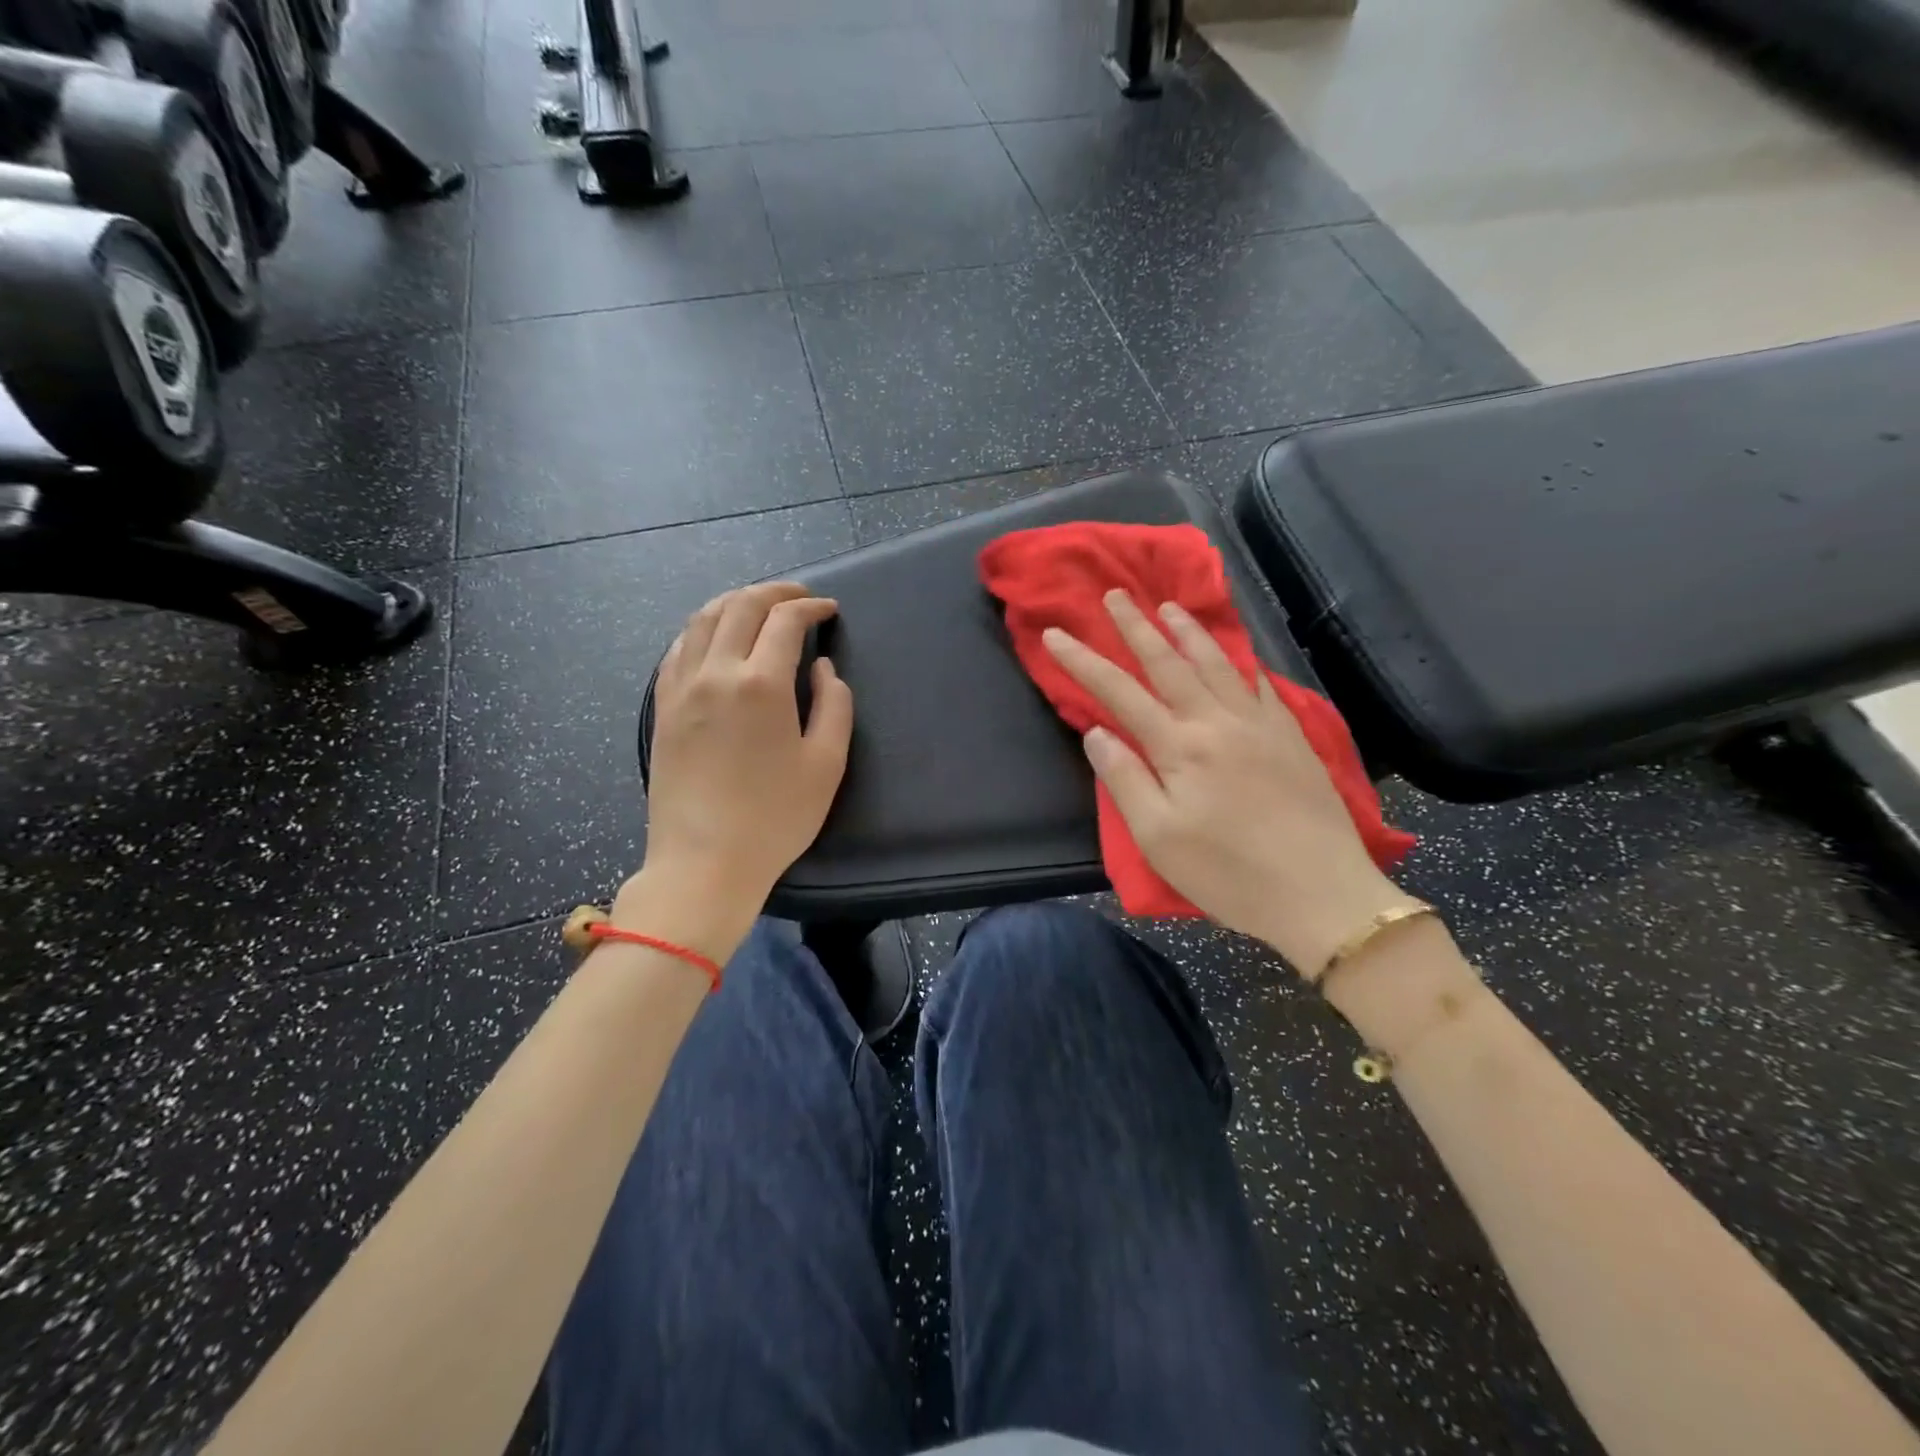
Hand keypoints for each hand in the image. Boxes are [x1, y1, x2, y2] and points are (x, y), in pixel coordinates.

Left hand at [624, 583, 852, 954]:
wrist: (703, 862)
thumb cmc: (775, 818)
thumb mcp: (826, 764)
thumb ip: (834, 706)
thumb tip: (822, 668)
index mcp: (761, 684)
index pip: (785, 620)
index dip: (811, 606)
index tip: (829, 610)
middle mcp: (715, 673)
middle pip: (740, 606)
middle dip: (774, 591)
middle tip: (799, 596)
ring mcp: (681, 688)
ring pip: (703, 620)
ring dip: (734, 602)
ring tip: (759, 606)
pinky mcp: (662, 708)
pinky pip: (678, 649)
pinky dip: (702, 629)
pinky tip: (715, 638)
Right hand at [1043, 590, 1415, 976]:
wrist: (1321, 895)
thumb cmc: (1228, 874)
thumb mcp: (1158, 838)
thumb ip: (1125, 779)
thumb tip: (1097, 732)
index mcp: (1180, 746)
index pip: (1119, 692)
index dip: (1084, 661)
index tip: (1056, 635)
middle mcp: (1219, 721)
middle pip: (1169, 663)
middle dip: (1137, 627)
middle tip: (1116, 595)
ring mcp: (1261, 725)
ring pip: (1218, 664)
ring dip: (1189, 631)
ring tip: (1169, 606)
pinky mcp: (1292, 737)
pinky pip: (1260, 685)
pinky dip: (1241, 661)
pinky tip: (1236, 654)